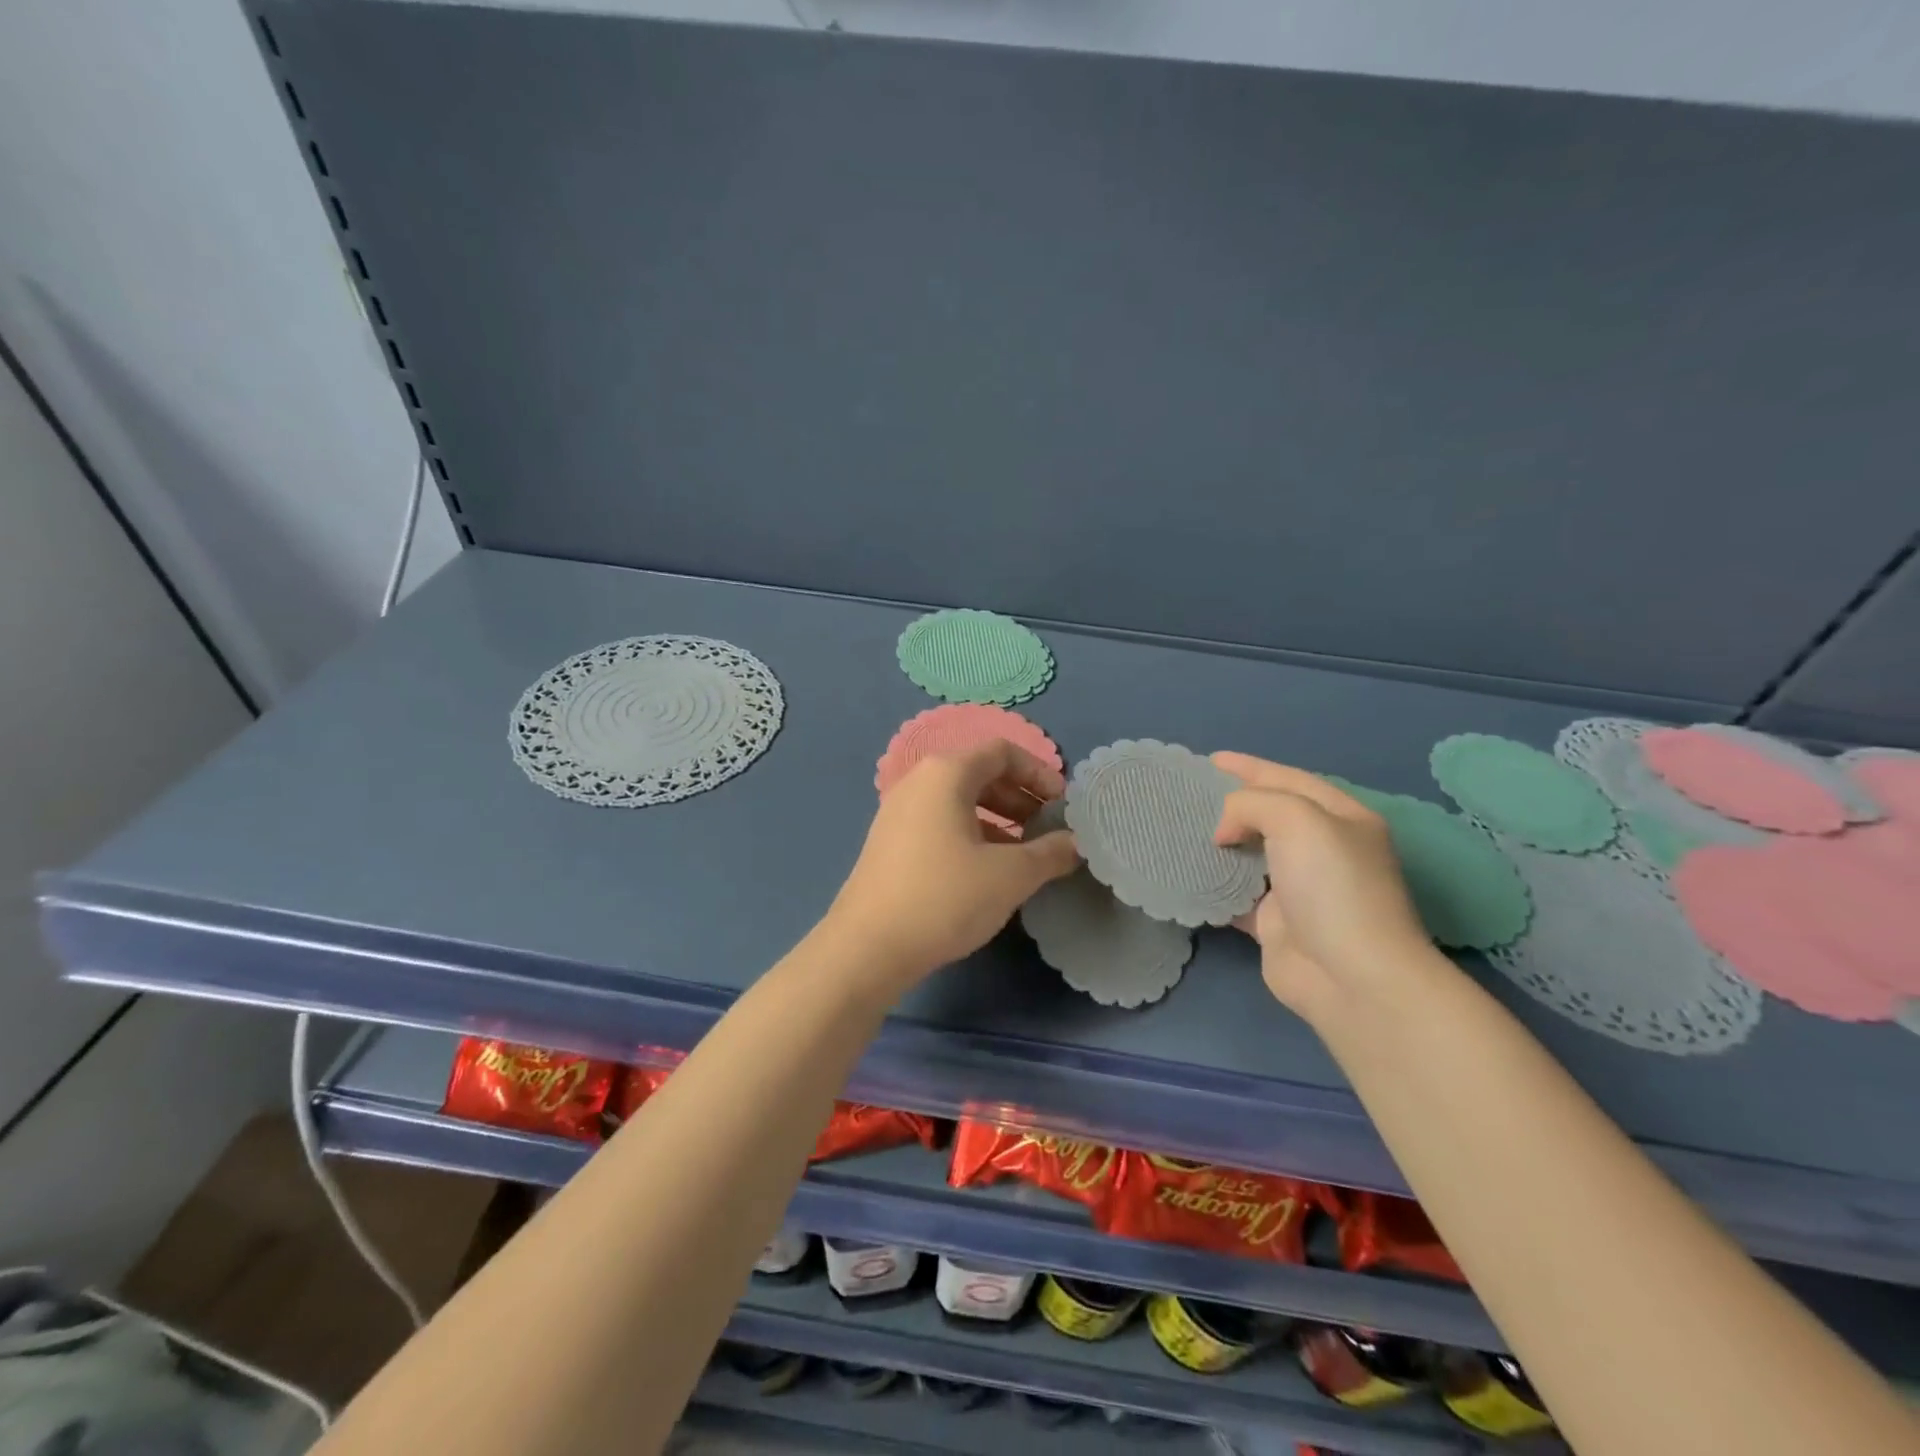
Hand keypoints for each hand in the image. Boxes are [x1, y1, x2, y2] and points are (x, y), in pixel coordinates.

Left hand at [826, 740, 1079, 987]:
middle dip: (1021, 798)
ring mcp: (899, 812)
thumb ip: (1050, 853)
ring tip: (1026, 855)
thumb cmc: (945, 897)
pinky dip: (972, 836)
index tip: (1063, 805)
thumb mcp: (1010, 875)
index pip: (1002, 752)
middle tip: (1049, 830)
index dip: (1039, 772)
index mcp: (946, 774)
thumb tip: (1075, 843)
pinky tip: (988, 872)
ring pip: (960, 802)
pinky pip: (940, 824)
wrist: (868, 947)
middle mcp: (918, 782)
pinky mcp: (890, 843)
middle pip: (980, 774)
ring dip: (999, 820)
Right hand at [1211, 752, 1436, 1020]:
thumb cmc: (1332, 886)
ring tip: (1182, 829)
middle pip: (1270, 816)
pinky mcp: (1276, 924)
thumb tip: (1224, 833)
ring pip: (1251, 855)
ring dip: (1220, 844)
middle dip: (1232, 803)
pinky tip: (1187, 875)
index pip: (1289, 779)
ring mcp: (1299, 889)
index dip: (1250, 767)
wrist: (1351, 976)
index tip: (1210, 760)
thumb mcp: (1298, 819)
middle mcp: (1323, 850)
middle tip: (1191, 795)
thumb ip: (1252, 804)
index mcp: (1341, 819)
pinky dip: (1214, 885)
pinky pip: (1237, 895)